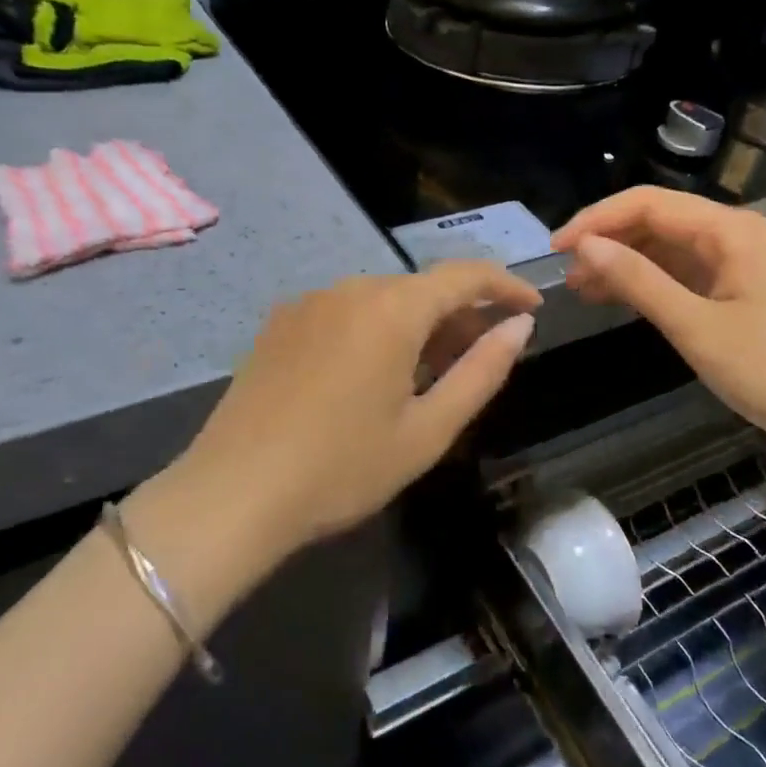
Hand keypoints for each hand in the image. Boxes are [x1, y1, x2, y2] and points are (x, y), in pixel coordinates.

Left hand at [166, 262, 540, 565]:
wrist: (233, 491)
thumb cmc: (342, 468)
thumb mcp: (427, 430)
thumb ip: (481, 372)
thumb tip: (518, 326)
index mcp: (393, 308)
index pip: (465, 275)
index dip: (505, 285)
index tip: (532, 306)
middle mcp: (351, 287)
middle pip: (421, 287)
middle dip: (461, 314)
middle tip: (483, 356)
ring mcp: (310, 300)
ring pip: (382, 298)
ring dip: (417, 323)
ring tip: (429, 371)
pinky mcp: (281, 320)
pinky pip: (345, 310)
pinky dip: (375, 328)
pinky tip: (371, 373)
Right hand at [552, 188, 765, 461]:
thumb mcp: (697, 328)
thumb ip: (639, 281)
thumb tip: (585, 245)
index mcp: (729, 230)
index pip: (646, 203)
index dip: (595, 220)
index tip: (555, 249)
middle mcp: (734, 233)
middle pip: (656, 220)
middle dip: (607, 241)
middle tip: (564, 273)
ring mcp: (740, 260)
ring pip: (667, 246)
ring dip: (624, 262)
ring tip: (580, 288)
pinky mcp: (741, 287)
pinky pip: (684, 271)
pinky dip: (649, 282)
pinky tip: (618, 298)